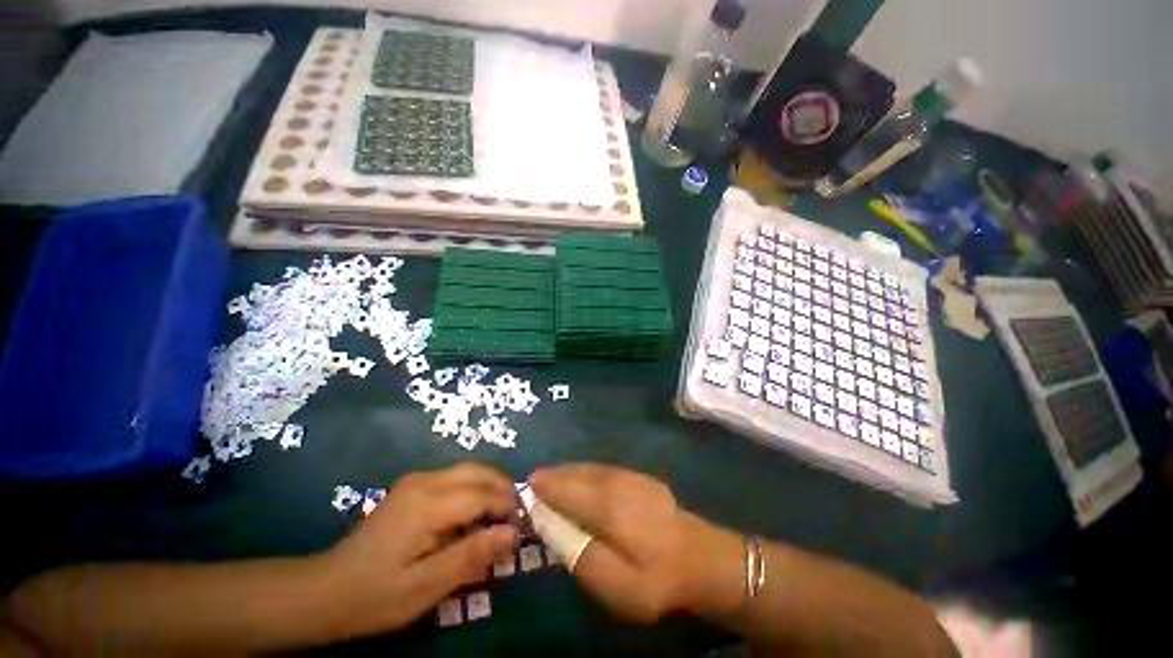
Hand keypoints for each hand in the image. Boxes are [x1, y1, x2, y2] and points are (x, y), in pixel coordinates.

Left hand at [321, 463, 518, 633]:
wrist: (325, 590)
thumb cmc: (375, 595)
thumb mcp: (425, 587)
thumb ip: (471, 555)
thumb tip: (512, 533)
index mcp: (428, 504)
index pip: (481, 495)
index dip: (507, 506)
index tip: (524, 523)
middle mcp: (425, 482)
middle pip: (477, 472)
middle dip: (503, 487)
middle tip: (517, 513)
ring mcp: (416, 481)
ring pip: (467, 470)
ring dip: (490, 484)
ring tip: (502, 510)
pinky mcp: (412, 486)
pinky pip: (455, 476)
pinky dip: (474, 486)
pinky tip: (476, 509)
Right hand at [530, 464, 742, 624]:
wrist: (702, 560)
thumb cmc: (656, 579)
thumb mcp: (615, 585)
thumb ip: (581, 555)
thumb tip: (558, 529)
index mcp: (607, 507)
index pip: (568, 491)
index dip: (546, 487)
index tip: (528, 485)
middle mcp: (616, 484)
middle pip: (579, 474)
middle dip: (556, 475)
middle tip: (536, 480)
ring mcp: (631, 478)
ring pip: (592, 468)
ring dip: (571, 471)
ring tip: (554, 476)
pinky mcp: (642, 479)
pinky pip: (605, 469)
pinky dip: (588, 471)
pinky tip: (584, 477)